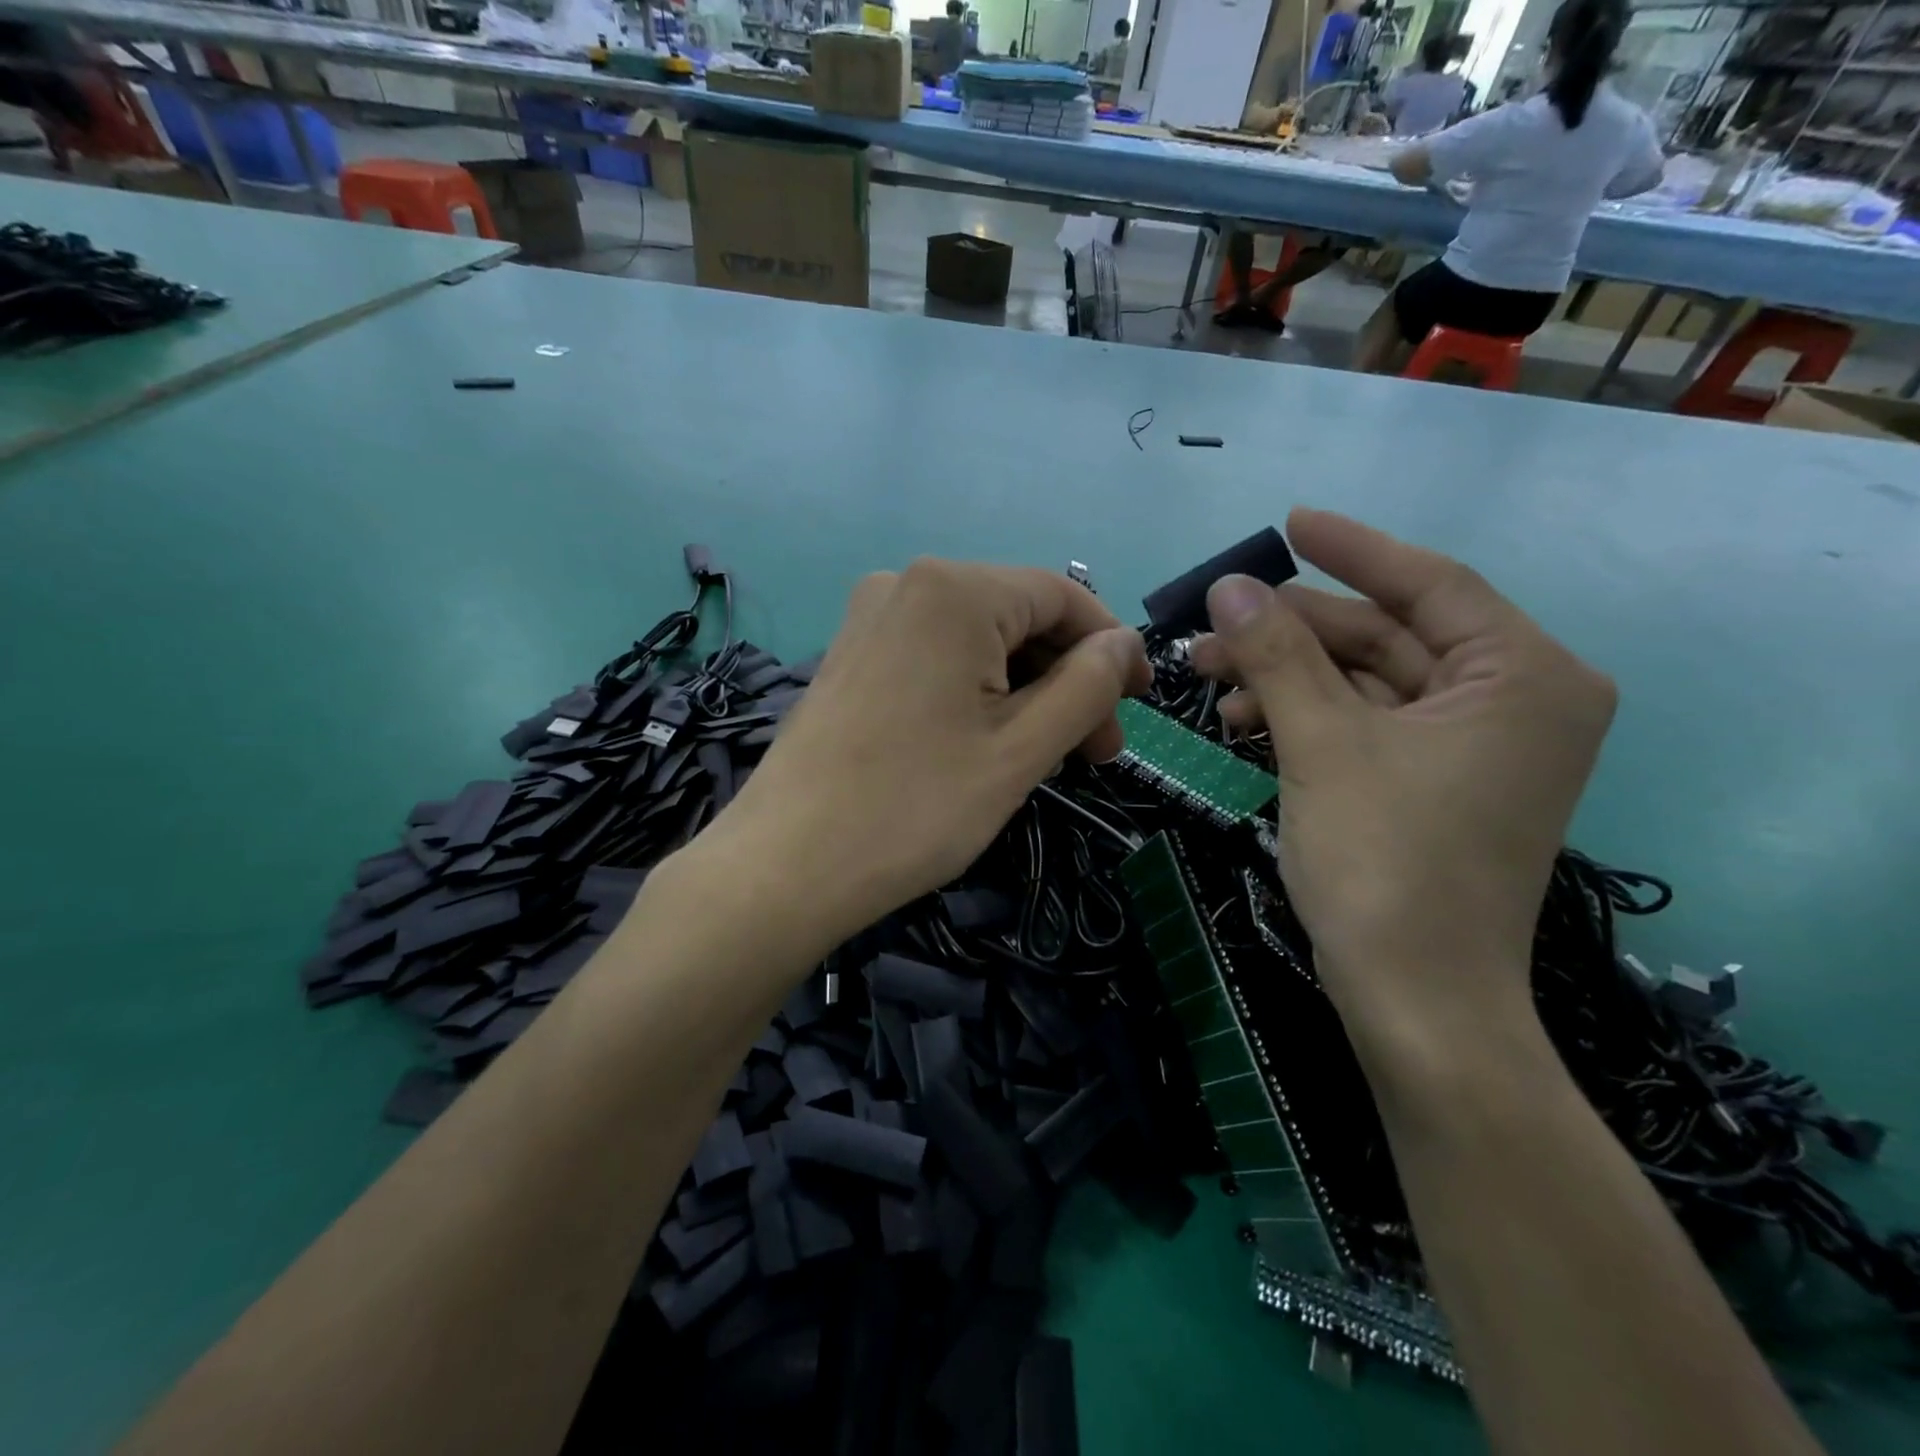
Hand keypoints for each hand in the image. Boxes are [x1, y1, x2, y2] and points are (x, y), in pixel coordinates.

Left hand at [716, 559, 1151, 940]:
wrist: (785, 866)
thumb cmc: (915, 808)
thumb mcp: (1021, 749)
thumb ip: (1087, 686)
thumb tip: (1122, 645)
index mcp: (953, 590)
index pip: (1062, 596)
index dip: (1111, 647)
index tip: (1138, 707)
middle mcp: (906, 584)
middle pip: (1018, 617)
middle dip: (1067, 679)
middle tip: (1095, 754)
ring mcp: (870, 619)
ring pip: (978, 641)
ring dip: (1026, 691)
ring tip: (1046, 758)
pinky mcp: (851, 656)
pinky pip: (935, 657)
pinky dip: (977, 692)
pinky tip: (988, 743)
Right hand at [1192, 509, 1614, 1049]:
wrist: (1414, 999)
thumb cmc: (1384, 863)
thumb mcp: (1322, 745)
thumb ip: (1277, 655)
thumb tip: (1230, 584)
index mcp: (1523, 677)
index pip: (1431, 584)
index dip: (1351, 550)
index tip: (1288, 523)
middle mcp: (1512, 702)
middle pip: (1385, 636)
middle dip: (1291, 631)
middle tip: (1210, 628)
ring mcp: (1472, 747)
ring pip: (1364, 682)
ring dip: (1286, 676)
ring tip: (1210, 681)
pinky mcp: (1433, 782)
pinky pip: (1363, 724)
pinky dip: (1304, 716)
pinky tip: (1244, 723)